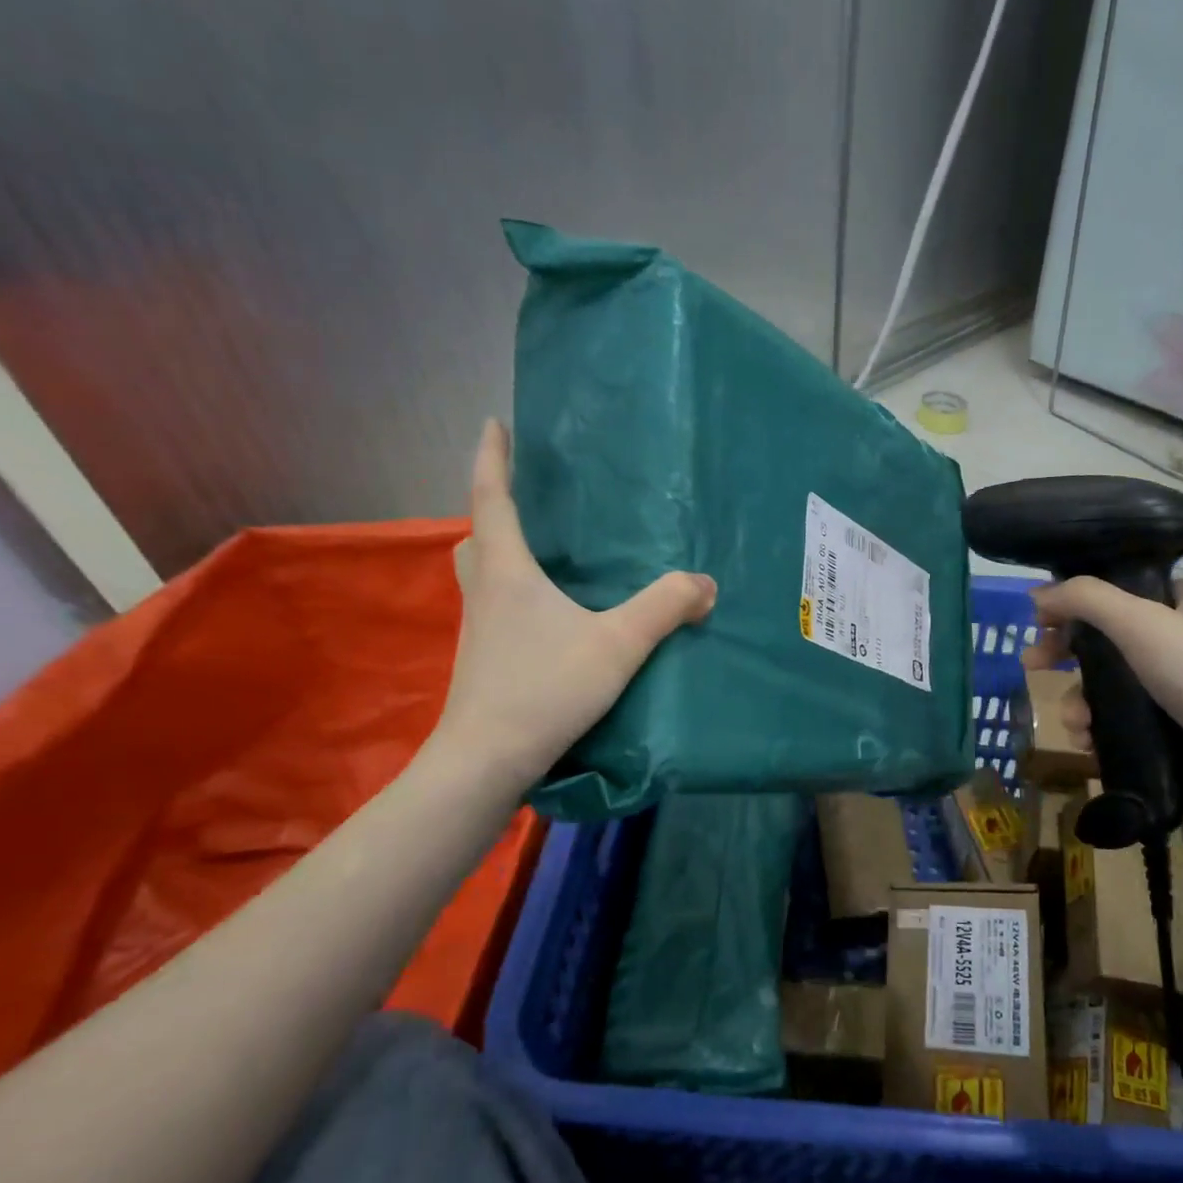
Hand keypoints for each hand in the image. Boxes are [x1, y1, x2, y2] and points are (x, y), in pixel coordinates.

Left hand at [432, 420, 716, 788]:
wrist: (487, 759)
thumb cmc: (545, 687)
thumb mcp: (617, 644)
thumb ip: (664, 609)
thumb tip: (705, 584)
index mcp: (507, 572)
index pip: (492, 500)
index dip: (492, 459)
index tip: (494, 423)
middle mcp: (486, 593)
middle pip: (477, 539)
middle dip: (493, 512)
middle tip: (526, 504)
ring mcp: (479, 630)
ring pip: (481, 577)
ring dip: (500, 556)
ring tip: (542, 559)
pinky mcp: (484, 661)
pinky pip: (495, 609)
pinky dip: (514, 597)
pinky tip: (549, 619)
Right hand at [1020, 578, 1182, 823]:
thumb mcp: (1141, 622)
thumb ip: (1085, 599)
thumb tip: (1036, 595)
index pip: (1122, 590)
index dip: (1078, 602)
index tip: (1041, 620)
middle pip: (1107, 639)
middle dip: (1066, 655)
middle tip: (1031, 665)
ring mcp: (1180, 690)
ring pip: (1108, 685)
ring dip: (1079, 700)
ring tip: (1075, 721)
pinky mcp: (1172, 732)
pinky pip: (1119, 722)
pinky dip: (1098, 728)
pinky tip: (1088, 742)